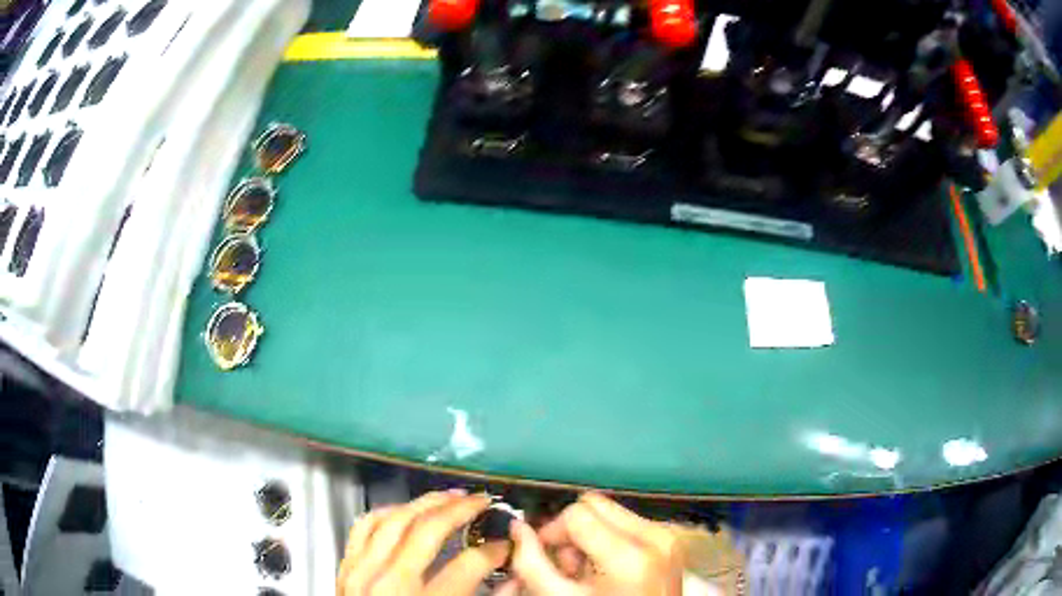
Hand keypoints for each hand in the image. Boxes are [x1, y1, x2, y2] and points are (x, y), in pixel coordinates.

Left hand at [338, 491, 510, 595]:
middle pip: (428, 531)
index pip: (468, 565)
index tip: (507, 545)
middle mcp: (389, 582)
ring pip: (393, 520)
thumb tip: (514, 577)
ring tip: (449, 496)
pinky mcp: (345, 568)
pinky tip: (404, 510)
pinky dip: (386, 512)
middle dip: (461, 509)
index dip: (495, 551)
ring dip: (424, 503)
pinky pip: (363, 527)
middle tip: (483, 501)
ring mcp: (361, 571)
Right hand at [504, 492, 682, 595]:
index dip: (551, 531)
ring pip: (612, 513)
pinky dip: (611, 542)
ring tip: (588, 573)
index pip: (575, 512)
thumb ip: (532, 563)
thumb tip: (519, 531)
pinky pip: (630, 524)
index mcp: (629, 555)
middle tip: (567, 566)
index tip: (545, 554)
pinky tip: (607, 571)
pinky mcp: (671, 542)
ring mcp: (667, 539)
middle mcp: (655, 539)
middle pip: (595, 506)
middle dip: (572, 533)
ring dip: (591, 538)